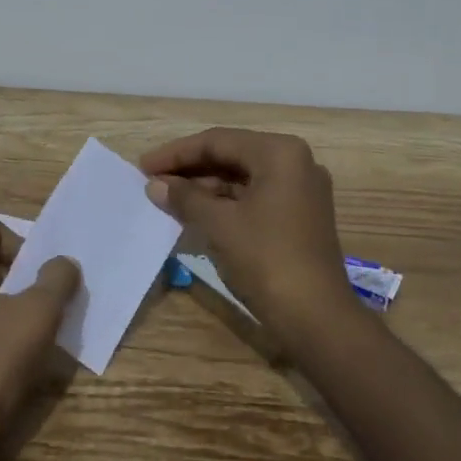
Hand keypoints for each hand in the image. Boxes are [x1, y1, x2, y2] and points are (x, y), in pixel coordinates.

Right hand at [140, 127, 357, 344]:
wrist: (316, 318)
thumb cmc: (266, 260)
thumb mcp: (219, 225)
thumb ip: (185, 198)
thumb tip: (154, 185)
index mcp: (279, 153)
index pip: (217, 141)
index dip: (176, 153)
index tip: (143, 166)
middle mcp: (295, 162)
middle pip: (231, 155)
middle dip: (190, 169)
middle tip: (152, 180)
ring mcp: (301, 190)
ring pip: (242, 178)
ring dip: (205, 187)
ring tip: (167, 198)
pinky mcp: (300, 216)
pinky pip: (255, 197)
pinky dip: (225, 203)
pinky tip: (196, 213)